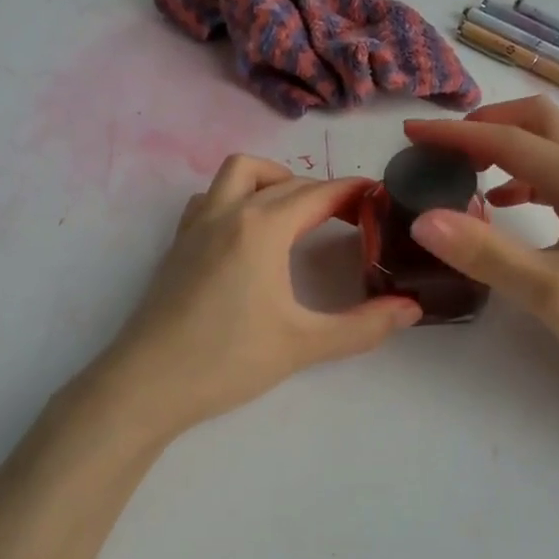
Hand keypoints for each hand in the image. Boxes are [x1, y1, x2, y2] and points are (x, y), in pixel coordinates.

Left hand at [83, 155, 421, 436]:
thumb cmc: (227, 360)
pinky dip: (236, 197)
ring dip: (272, 179)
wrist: (146, 384)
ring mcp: (196, 225)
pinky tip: (246, 232)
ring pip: (237, 174)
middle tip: (350, 216)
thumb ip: (363, 326)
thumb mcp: (303, 344)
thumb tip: (412, 309)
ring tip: (296, 212)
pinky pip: (210, 198)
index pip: (317, 193)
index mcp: (261, 228)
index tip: (380, 197)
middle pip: (284, 181)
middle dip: (321, 189)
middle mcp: (228, 213)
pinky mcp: (178, 244)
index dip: (353, 192)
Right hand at [402, 97, 558, 396]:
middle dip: (486, 124)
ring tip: (461, 171)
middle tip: (442, 147)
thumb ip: (486, 253)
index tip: (410, 133)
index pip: (507, 140)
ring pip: (546, 149)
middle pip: (536, 123)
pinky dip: (519, 177)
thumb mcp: (549, 291)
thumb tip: (423, 219)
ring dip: (502, 148)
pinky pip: (553, 179)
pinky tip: (501, 205)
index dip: (455, 134)